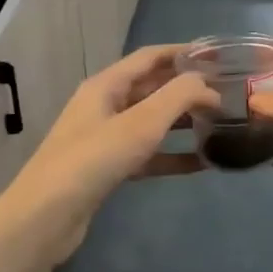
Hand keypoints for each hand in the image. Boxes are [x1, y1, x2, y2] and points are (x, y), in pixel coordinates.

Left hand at [1, 45, 217, 259]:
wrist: (45, 219)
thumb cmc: (93, 160)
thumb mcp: (140, 123)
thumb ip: (178, 97)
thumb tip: (207, 84)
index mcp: (107, 85)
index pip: (150, 57)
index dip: (183, 53)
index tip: (219, 56)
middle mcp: (105, 105)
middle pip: (152, 88)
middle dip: (187, 88)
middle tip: (227, 93)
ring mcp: (105, 138)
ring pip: (152, 121)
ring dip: (183, 121)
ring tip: (220, 124)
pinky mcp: (108, 169)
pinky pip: (148, 154)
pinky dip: (172, 155)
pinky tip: (202, 164)